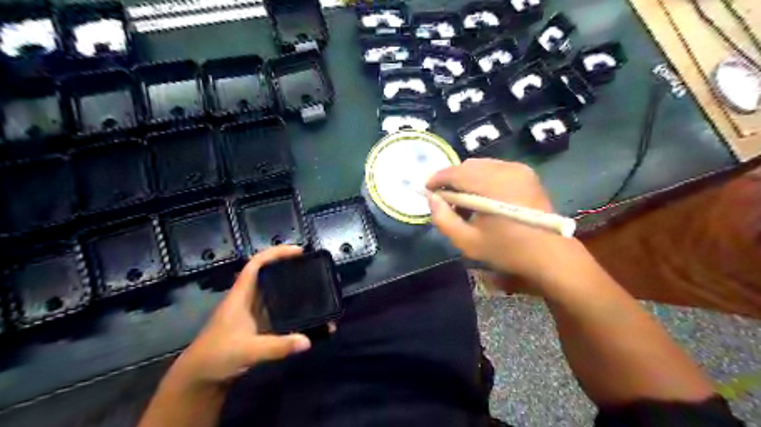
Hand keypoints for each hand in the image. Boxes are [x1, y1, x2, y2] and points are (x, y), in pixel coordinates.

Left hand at [171, 243, 309, 386]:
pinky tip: (307, 315)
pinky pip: (279, 312)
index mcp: (241, 296)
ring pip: (275, 293)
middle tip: (313, 269)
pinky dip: (293, 311)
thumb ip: (278, 347)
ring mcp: (253, 314)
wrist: (198, 380)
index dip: (276, 253)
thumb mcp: (247, 351)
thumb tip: (307, 341)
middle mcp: (248, 300)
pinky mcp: (258, 327)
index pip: (256, 264)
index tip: (298, 251)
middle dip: (289, 268)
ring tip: (315, 289)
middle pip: (269, 275)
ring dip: (293, 290)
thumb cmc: (216, 357)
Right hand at [427, 158, 583, 285]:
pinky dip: (481, 177)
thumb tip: (431, 199)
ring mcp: (519, 169)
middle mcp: (506, 169)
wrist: (549, 254)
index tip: (426, 189)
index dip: (437, 179)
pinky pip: (495, 168)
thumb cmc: (507, 250)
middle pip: (467, 165)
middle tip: (443, 197)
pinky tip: (481, 196)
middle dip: (451, 178)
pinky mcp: (526, 173)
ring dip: (466, 178)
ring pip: (481, 165)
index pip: (455, 172)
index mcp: (492, 185)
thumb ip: (443, 219)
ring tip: (461, 198)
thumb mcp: (467, 241)